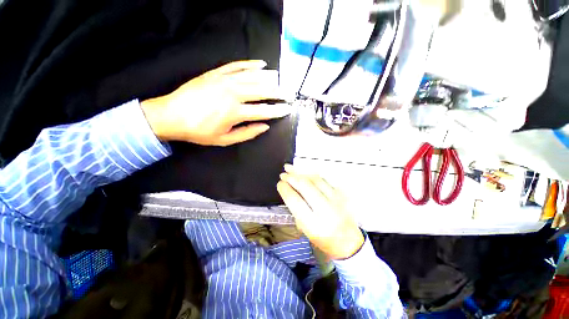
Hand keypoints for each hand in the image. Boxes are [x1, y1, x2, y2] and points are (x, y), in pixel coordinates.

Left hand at [140, 60, 291, 145]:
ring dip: (269, 79)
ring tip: (280, 82)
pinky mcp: (216, 73)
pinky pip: (237, 66)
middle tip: (288, 95)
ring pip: (253, 77)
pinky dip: (251, 64)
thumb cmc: (199, 131)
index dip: (278, 111)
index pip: (264, 111)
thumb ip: (248, 133)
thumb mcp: (225, 139)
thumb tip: (265, 126)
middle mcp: (233, 93)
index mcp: (235, 112)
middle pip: (262, 91)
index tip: (288, 109)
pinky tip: (261, 64)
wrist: (171, 115)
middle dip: (278, 93)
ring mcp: (224, 80)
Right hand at [277, 164, 363, 259]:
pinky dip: (312, 175)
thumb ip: (297, 211)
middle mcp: (325, 210)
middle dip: (291, 177)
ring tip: (291, 168)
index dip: (285, 189)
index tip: (280, 184)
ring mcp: (336, 200)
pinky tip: (305, 173)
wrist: (348, 242)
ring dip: (301, 172)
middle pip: (305, 186)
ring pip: (315, 179)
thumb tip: (289, 190)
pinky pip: (324, 180)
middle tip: (283, 174)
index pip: (295, 200)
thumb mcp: (306, 230)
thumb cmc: (324, 239)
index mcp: (313, 224)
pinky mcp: (341, 194)